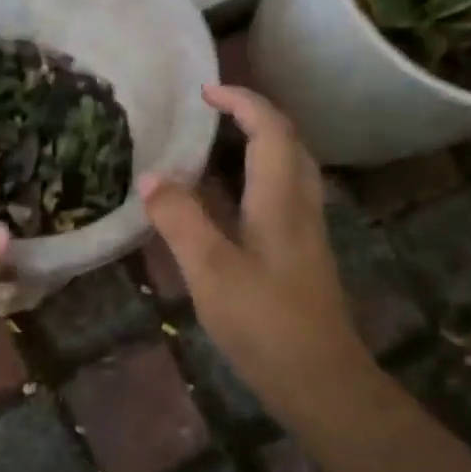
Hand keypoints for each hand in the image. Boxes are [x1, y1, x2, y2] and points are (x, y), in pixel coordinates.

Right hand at [140, 86, 369, 429]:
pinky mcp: (300, 256)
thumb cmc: (265, 323)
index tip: (204, 91)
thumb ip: (180, 221)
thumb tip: (150, 177)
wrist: (320, 379)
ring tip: (213, 148)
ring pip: (288, 171)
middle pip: (288, 143)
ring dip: (257, 146)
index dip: (241, 101)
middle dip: (253, 116)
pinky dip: (254, 180)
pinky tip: (226, 203)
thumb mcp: (211, 271)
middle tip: (210, 114)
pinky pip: (280, 198)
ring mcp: (304, 232)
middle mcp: (300, 206)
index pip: (270, 129)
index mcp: (281, 199)